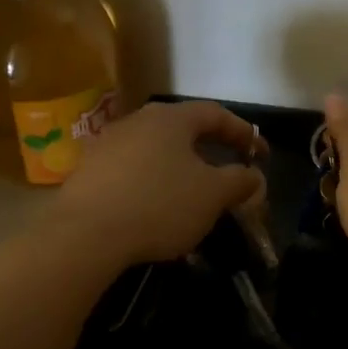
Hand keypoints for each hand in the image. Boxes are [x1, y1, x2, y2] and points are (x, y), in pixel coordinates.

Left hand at [49, 101, 265, 266]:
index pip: (215, 114)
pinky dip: (150, 182)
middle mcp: (137, 120)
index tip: (261, 154)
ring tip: (191, 191)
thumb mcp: (212, 196)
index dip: (242, 132)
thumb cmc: (160, 205)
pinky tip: (154, 206)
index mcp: (171, 118)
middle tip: (226, 169)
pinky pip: (131, 170)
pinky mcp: (87, 170)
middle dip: (208, 148)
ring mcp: (107, 143)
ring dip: (177, 166)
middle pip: (182, 128)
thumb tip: (254, 175)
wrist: (87, 234)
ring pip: (154, 149)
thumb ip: (239, 181)